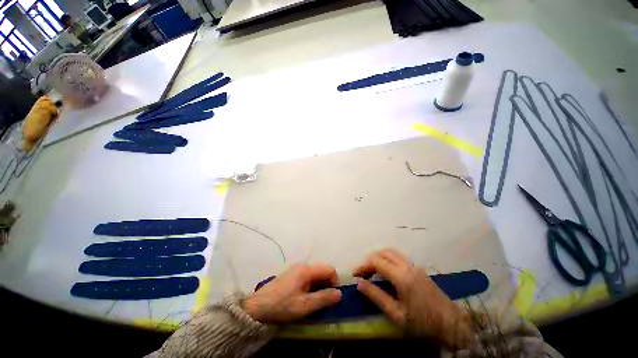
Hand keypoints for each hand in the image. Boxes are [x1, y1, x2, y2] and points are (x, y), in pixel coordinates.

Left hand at [243, 263, 341, 323]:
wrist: (258, 307)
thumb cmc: (282, 305)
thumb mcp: (305, 306)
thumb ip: (323, 298)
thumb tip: (339, 293)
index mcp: (307, 269)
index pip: (329, 269)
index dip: (334, 282)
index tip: (331, 297)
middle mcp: (303, 265)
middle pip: (322, 271)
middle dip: (326, 285)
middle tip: (322, 302)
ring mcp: (296, 269)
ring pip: (315, 275)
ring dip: (319, 287)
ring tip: (313, 302)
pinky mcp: (292, 275)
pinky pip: (308, 278)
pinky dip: (311, 287)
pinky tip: (305, 298)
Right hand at [353, 249, 473, 348]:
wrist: (452, 324)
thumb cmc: (423, 323)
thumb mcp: (396, 314)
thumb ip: (376, 296)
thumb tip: (360, 283)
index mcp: (401, 276)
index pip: (376, 261)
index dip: (363, 265)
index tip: (355, 273)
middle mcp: (407, 266)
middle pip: (383, 253)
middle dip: (370, 259)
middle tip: (363, 272)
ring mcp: (414, 266)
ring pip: (392, 252)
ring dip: (379, 257)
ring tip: (372, 270)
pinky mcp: (418, 269)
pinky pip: (399, 257)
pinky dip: (388, 258)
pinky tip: (386, 271)